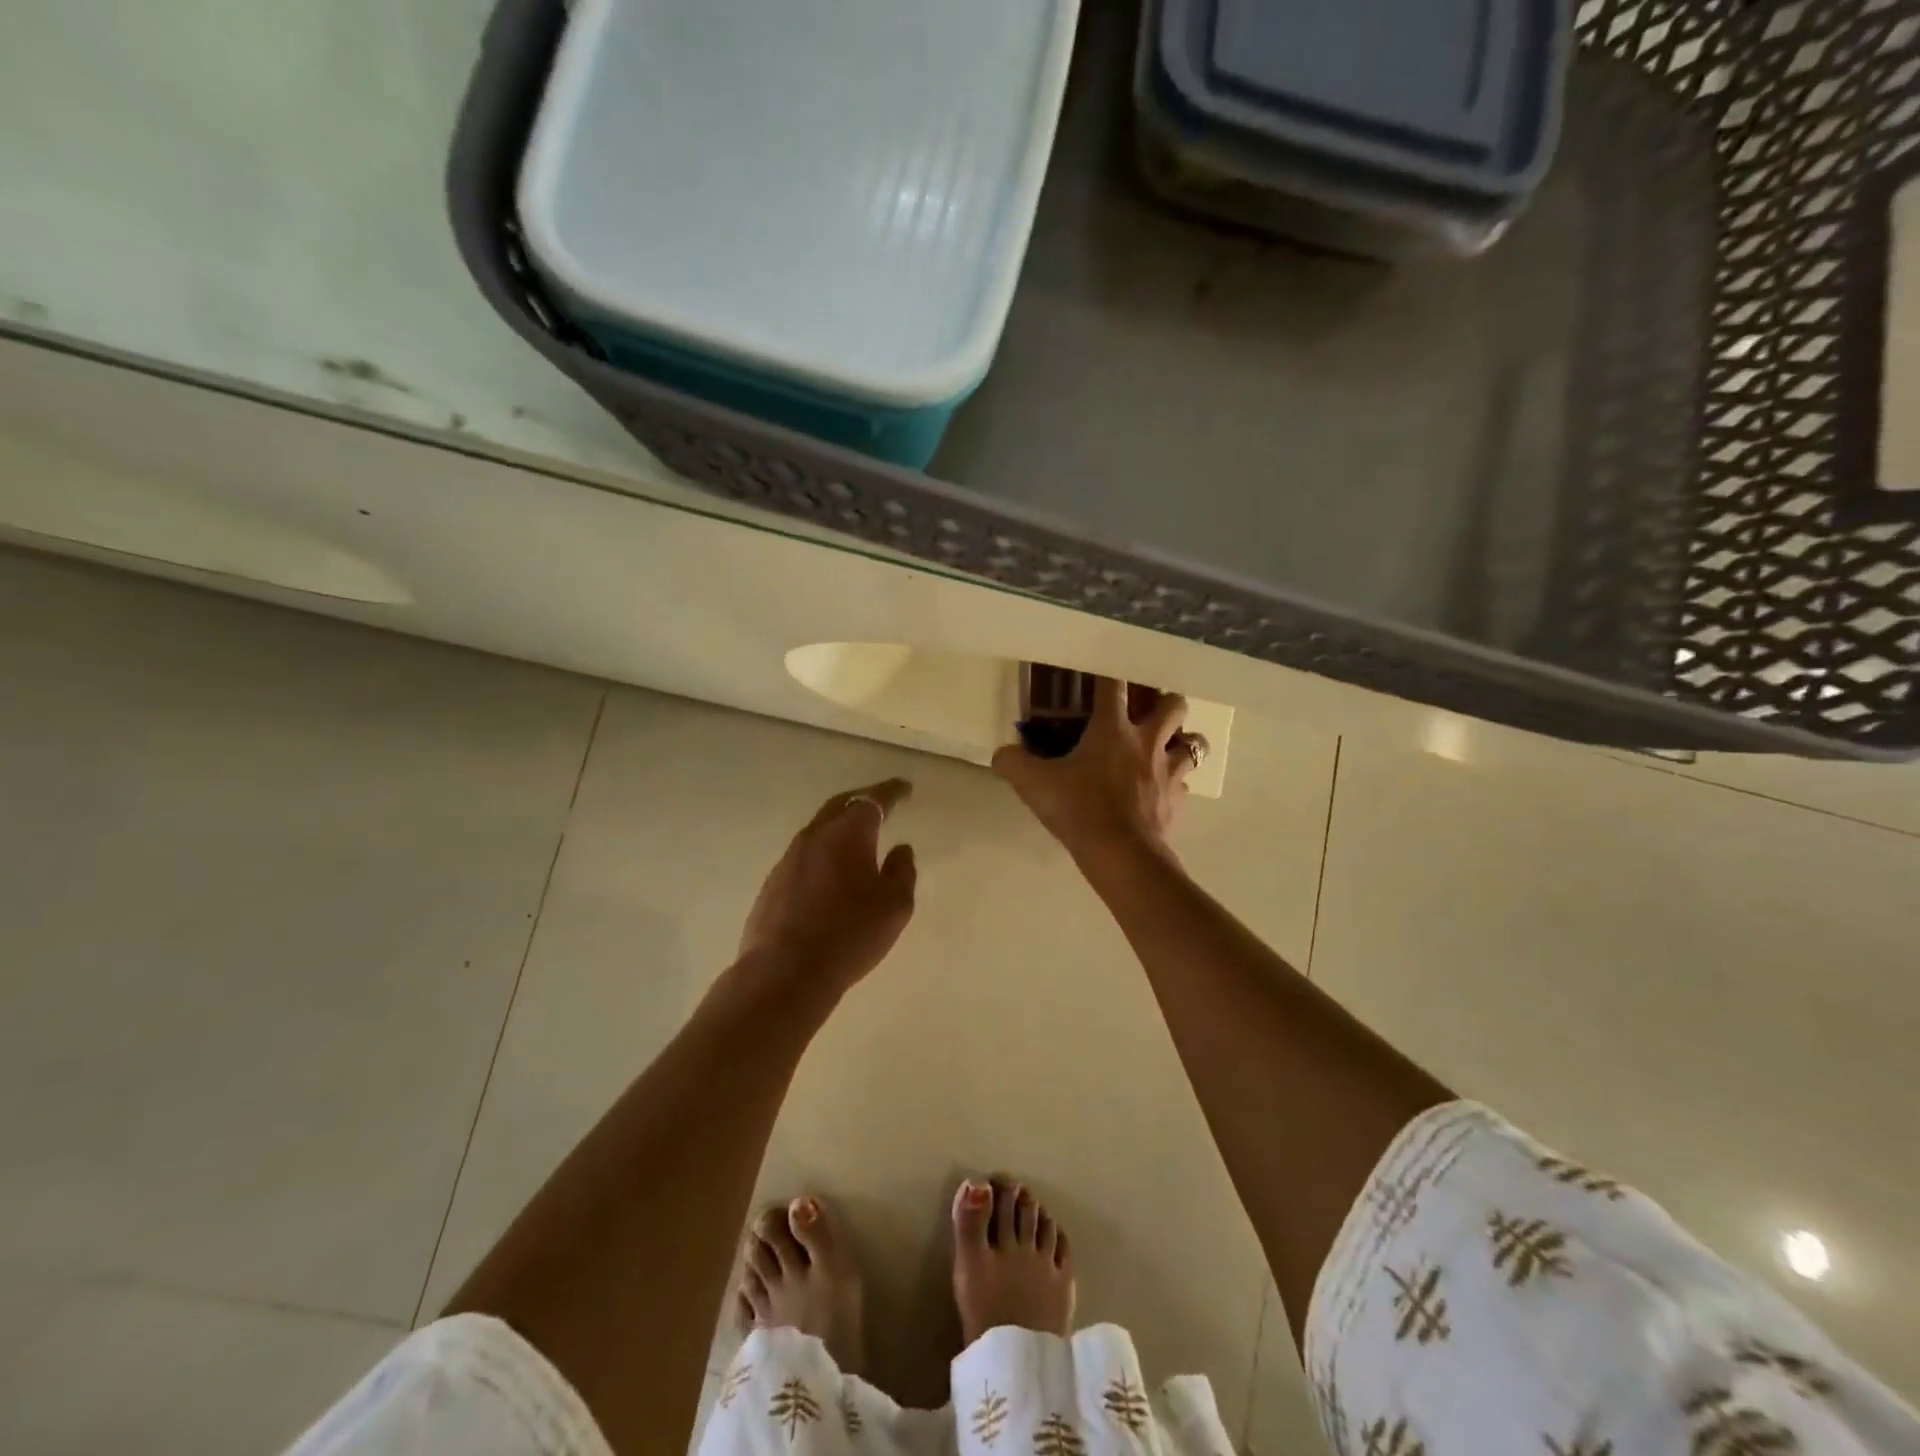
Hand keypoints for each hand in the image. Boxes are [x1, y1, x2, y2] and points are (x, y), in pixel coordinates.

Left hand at [739, 778, 917, 990]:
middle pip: (840, 805)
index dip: (891, 792)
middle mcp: (815, 836)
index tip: (905, 787)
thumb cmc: (850, 934)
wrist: (785, 972)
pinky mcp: (773, 882)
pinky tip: (831, 870)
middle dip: (862, 800)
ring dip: (840, 826)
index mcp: (848, 834)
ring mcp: (789, 858)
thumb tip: (900, 849)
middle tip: (881, 802)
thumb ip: (902, 871)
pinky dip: (823, 851)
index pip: (873, 801)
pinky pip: (805, 854)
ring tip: (858, 837)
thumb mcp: (894, 906)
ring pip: (819, 829)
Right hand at [992, 678, 1197, 862]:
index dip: (1108, 674)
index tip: (1103, 671)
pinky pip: (1184, 784)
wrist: (1122, 855)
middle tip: (1148, 711)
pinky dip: (1174, 784)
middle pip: (1173, 704)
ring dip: (1181, 742)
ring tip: (1165, 749)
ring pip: (1193, 744)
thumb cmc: (1079, 810)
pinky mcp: (1179, 801)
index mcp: (1113, 729)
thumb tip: (1001, 754)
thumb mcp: (1034, 785)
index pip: (1113, 686)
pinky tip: (1160, 792)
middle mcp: (1148, 742)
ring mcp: (1169, 772)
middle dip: (1165, 701)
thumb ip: (1012, 763)